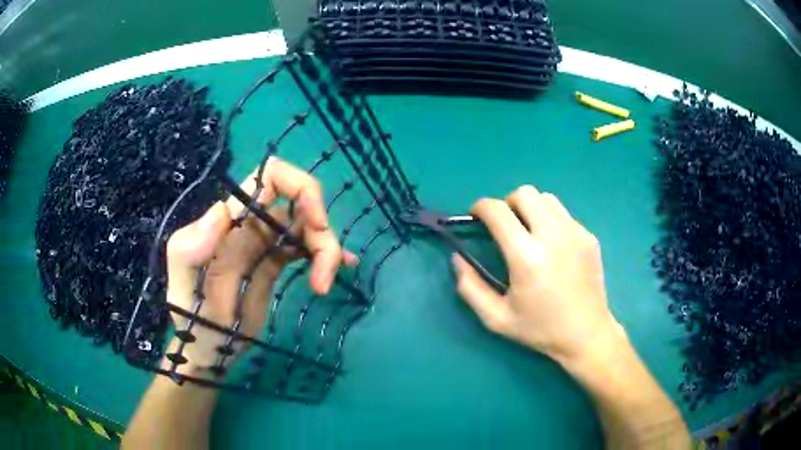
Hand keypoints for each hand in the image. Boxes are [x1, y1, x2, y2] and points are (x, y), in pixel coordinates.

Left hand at [164, 157, 355, 375]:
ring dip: (326, 250)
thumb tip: (221, 211)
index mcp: (230, 220)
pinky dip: (325, 254)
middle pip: (299, 204)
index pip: (271, 177)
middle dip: (321, 229)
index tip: (316, 223)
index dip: (301, 188)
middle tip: (325, 272)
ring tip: (323, 286)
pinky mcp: (273, 265)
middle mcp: (250, 224)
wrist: (205, 347)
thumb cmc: (191, 318)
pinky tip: (342, 268)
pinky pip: (304, 249)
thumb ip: (191, 248)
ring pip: (306, 228)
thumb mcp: (183, 285)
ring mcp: (263, 245)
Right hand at [453, 185, 621, 364]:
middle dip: (507, 204)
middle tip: (505, 227)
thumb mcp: (496, 318)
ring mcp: (575, 233)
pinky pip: (563, 214)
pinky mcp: (589, 236)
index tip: (476, 217)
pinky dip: (550, 221)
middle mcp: (553, 236)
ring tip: (529, 233)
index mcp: (527, 257)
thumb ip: (470, 287)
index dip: (480, 207)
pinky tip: (552, 247)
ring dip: (530, 208)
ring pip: (546, 198)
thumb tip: (458, 257)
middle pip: (524, 193)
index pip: (497, 211)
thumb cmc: (540, 329)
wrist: (586, 334)